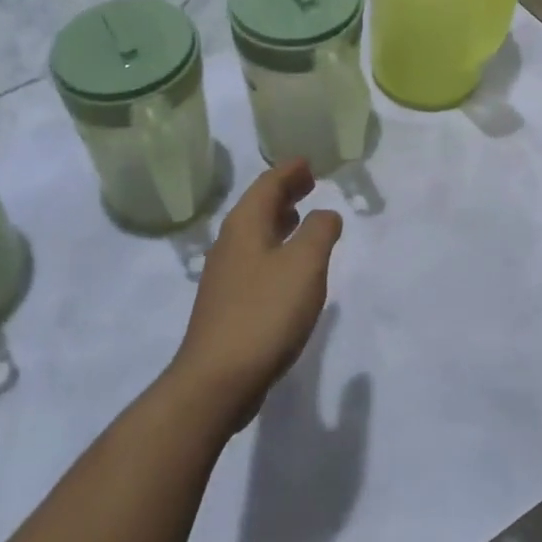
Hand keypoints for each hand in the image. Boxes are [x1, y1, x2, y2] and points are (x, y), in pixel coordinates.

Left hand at [171, 160, 342, 433]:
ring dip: (279, 220)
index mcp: (245, 225)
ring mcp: (225, 275)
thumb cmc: (264, 312)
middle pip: (258, 206)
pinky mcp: (228, 303)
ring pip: (255, 233)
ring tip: (301, 216)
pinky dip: (274, 248)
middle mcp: (230, 243)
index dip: (289, 171)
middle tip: (309, 183)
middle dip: (284, 192)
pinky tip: (288, 266)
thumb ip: (319, 231)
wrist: (217, 380)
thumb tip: (325, 214)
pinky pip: (255, 259)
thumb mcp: (304, 264)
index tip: (308, 162)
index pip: (268, 184)